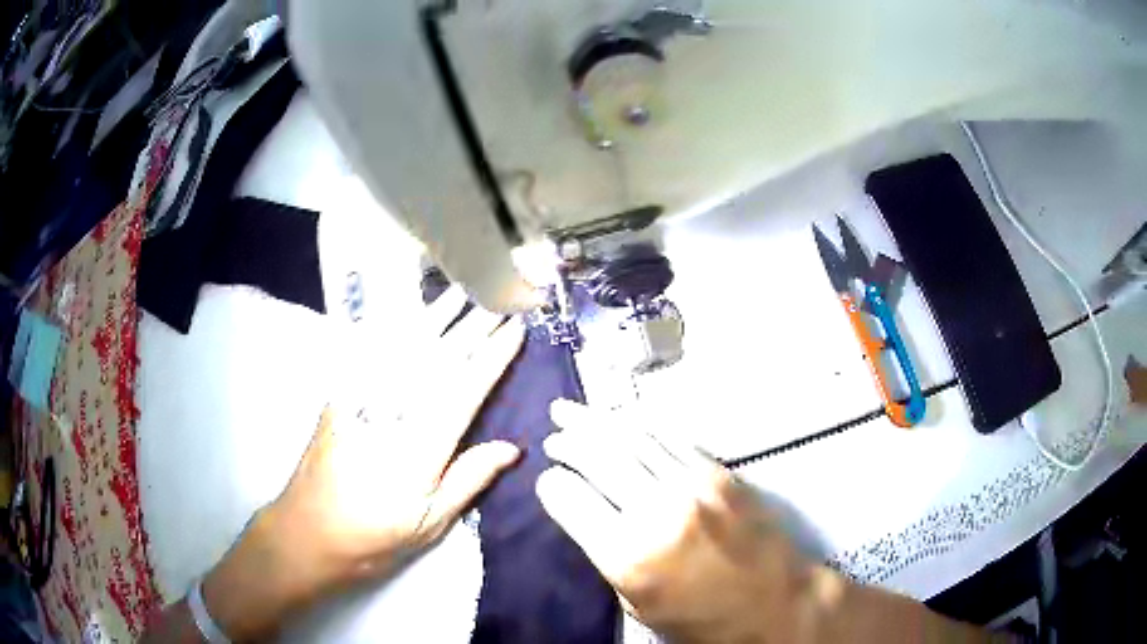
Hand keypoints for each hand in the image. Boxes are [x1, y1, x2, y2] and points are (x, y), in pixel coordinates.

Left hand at [202, 288, 525, 639]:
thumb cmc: (373, 536)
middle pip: (436, 361)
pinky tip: (408, 312)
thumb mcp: (428, 525)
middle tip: (498, 301)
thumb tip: (511, 448)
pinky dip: (393, 328)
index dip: (493, 358)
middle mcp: (390, 414)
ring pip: (403, 348)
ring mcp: (360, 401)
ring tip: (461, 291)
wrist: (307, 531)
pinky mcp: (340, 397)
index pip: (463, 391)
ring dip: (435, 316)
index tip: (515, 331)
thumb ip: (468, 481)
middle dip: (471, 327)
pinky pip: (370, 352)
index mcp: (418, 449)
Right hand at [537, 401, 994, 643]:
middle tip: (552, 434)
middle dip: (568, 441)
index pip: (569, 499)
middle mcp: (656, 511)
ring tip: (571, 410)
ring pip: (632, 438)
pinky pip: (670, 438)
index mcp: (627, 556)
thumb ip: (607, 559)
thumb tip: (586, 518)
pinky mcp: (720, 473)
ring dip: (597, 421)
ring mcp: (692, 486)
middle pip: (597, 456)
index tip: (547, 482)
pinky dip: (640, 424)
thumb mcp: (638, 607)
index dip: (552, 487)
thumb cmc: (703, 622)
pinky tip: (624, 419)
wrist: (776, 605)